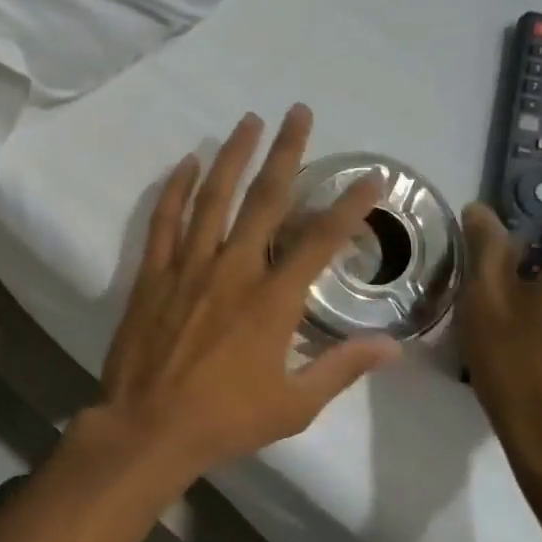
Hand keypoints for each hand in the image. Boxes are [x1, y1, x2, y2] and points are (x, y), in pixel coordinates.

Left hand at [91, 106, 402, 479]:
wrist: (148, 428)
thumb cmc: (224, 421)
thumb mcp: (294, 405)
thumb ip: (342, 368)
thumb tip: (393, 346)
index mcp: (272, 301)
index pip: (320, 240)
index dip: (348, 206)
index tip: (370, 177)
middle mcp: (233, 270)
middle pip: (265, 200)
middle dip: (287, 153)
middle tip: (298, 113)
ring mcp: (188, 267)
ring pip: (213, 198)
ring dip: (232, 156)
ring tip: (248, 121)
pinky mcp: (152, 274)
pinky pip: (165, 221)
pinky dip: (175, 189)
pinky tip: (186, 163)